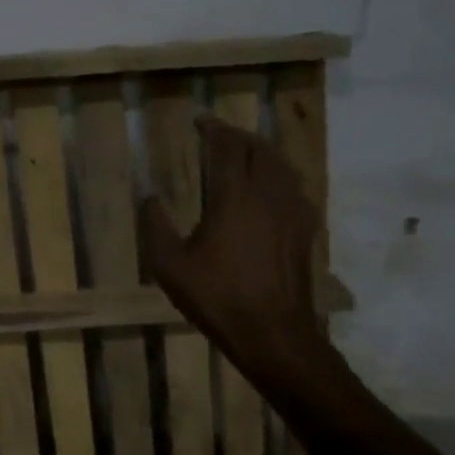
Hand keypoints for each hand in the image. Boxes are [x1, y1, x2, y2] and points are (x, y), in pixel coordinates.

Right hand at [140, 115, 327, 373]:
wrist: (273, 333)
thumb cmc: (217, 297)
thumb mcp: (170, 266)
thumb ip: (155, 227)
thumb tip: (150, 197)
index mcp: (234, 197)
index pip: (227, 148)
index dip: (213, 129)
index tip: (200, 121)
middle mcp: (267, 195)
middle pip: (259, 149)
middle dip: (239, 135)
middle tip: (219, 134)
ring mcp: (291, 212)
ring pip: (281, 166)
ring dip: (261, 151)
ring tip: (245, 152)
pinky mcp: (304, 230)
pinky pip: (294, 187)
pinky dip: (279, 175)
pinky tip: (270, 188)